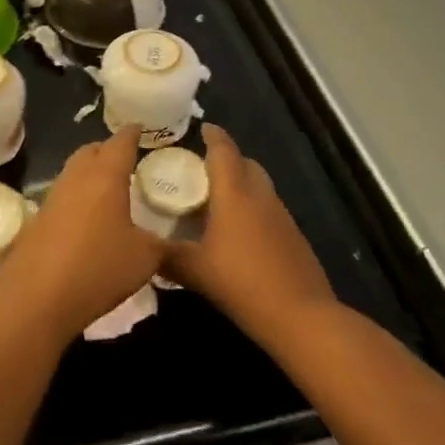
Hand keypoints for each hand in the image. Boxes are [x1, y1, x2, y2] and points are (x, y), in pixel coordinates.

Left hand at [0, 127, 164, 342]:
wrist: (36, 297)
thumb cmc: (98, 267)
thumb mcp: (144, 259)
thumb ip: (160, 244)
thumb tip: (168, 241)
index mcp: (106, 174)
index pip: (122, 141)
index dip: (133, 133)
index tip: (142, 128)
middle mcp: (77, 176)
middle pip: (92, 150)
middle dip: (109, 150)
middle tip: (127, 160)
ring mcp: (53, 196)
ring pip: (75, 171)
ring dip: (91, 173)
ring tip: (109, 189)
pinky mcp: (38, 219)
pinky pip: (64, 196)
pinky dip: (78, 197)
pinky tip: (88, 219)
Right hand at [165, 124, 336, 347]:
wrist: (301, 316)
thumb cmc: (242, 283)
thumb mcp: (195, 271)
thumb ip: (166, 256)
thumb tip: (143, 249)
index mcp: (234, 192)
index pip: (224, 150)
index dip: (213, 135)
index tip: (201, 128)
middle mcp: (260, 195)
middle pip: (245, 163)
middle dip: (226, 160)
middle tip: (201, 170)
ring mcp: (281, 215)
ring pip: (259, 186)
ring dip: (241, 184)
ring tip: (217, 202)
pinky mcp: (293, 236)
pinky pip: (269, 208)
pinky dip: (253, 208)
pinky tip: (239, 234)